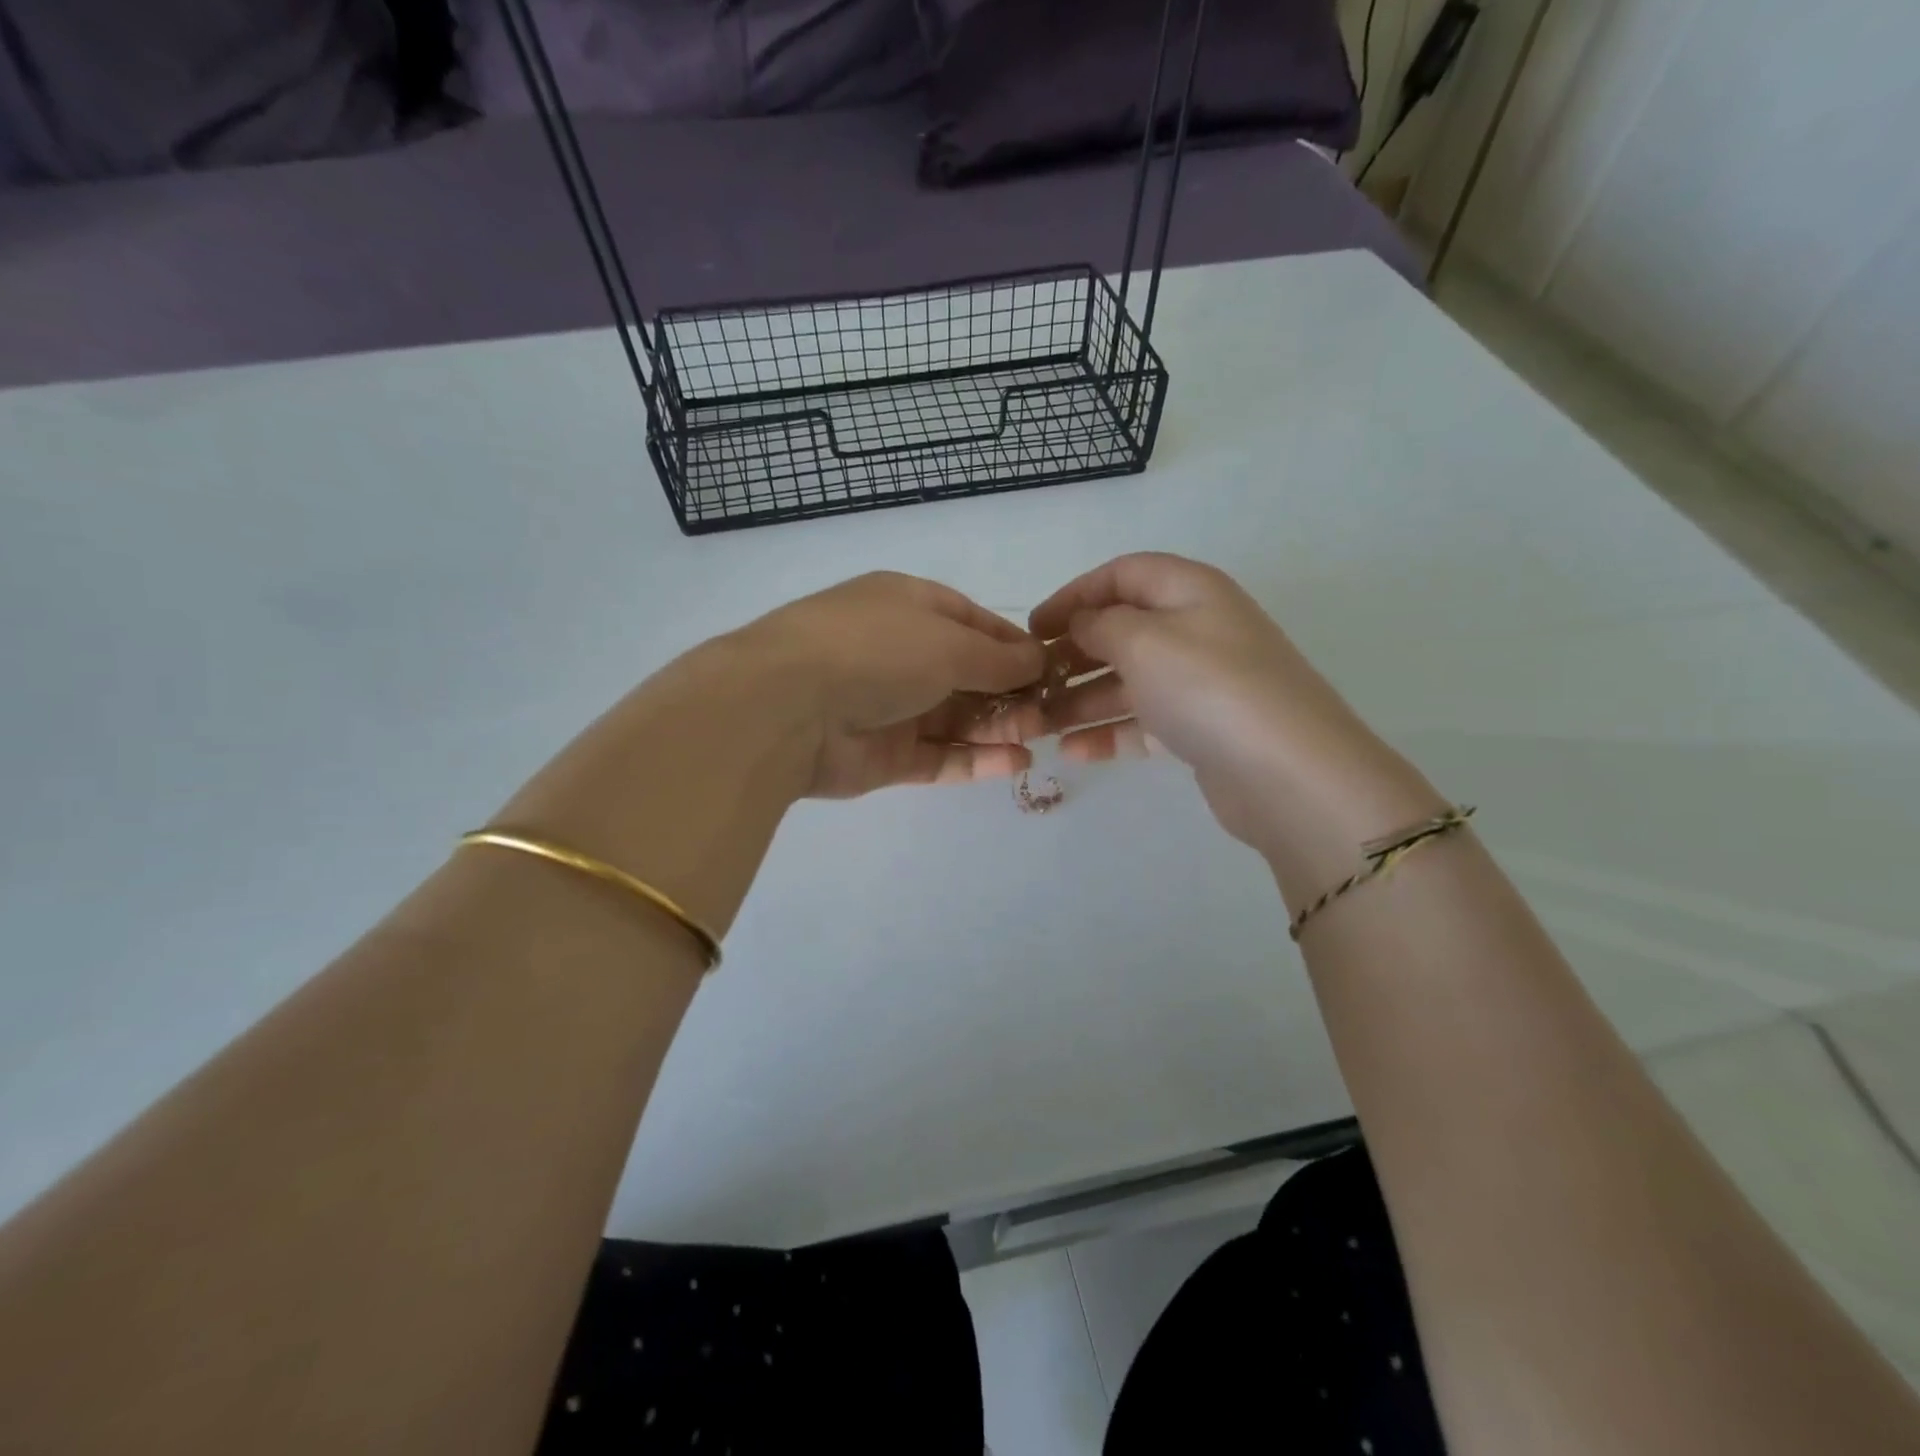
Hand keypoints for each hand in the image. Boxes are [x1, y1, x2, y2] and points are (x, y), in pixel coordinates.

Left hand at [741, 572, 1046, 798]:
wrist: (787, 708)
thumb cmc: (876, 651)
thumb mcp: (949, 642)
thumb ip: (999, 657)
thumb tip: (1039, 659)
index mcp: (907, 606)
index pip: (972, 622)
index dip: (1013, 644)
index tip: (1051, 665)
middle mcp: (899, 653)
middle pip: (968, 674)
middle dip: (1011, 691)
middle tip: (1050, 710)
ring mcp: (890, 707)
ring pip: (957, 719)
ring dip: (999, 725)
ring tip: (1038, 734)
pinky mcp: (885, 756)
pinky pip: (940, 757)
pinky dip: (976, 760)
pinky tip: (1015, 762)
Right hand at [1027, 553, 1439, 894]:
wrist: (1288, 772)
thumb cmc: (1208, 687)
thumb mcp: (1143, 640)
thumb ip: (1101, 624)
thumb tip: (1083, 623)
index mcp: (1189, 590)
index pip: (1122, 574)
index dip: (1074, 595)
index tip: (1033, 628)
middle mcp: (1197, 629)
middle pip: (1122, 630)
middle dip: (1072, 654)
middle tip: (1030, 681)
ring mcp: (1201, 682)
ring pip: (1128, 681)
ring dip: (1080, 700)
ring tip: (1036, 724)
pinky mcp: (1201, 729)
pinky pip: (1143, 722)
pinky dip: (1108, 732)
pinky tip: (1070, 751)